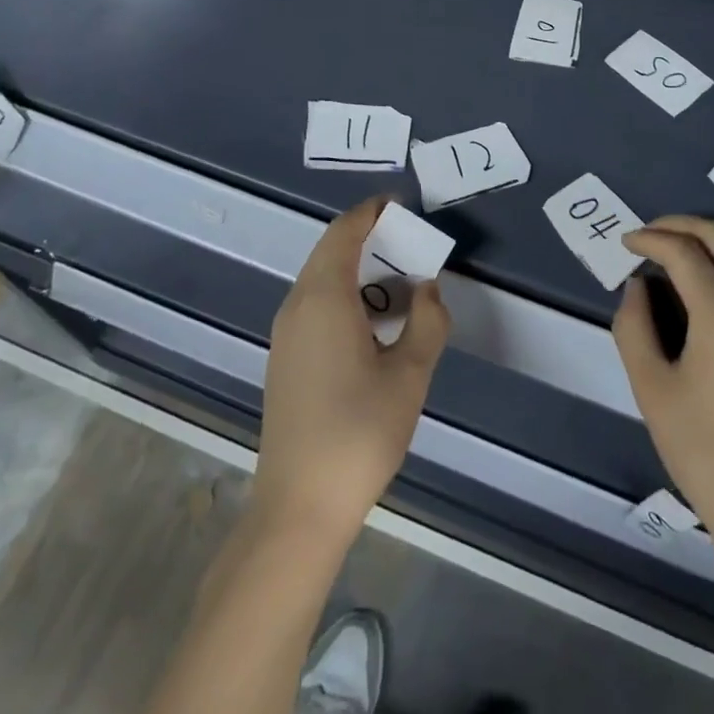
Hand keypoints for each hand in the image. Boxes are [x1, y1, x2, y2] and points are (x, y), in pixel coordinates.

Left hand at [255, 195, 450, 541]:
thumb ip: (428, 321)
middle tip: (411, 245)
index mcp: (324, 297)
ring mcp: (286, 335)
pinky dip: (346, 296)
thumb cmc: (359, 432)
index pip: (344, 232)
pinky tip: (375, 324)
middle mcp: (297, 306)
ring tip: (402, 285)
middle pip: (331, 251)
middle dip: (370, 240)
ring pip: (322, 280)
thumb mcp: (410, 374)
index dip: (371, 212)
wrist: (299, 508)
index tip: (400, 205)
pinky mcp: (285, 360)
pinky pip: (315, 306)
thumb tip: (428, 288)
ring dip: (359, 271)